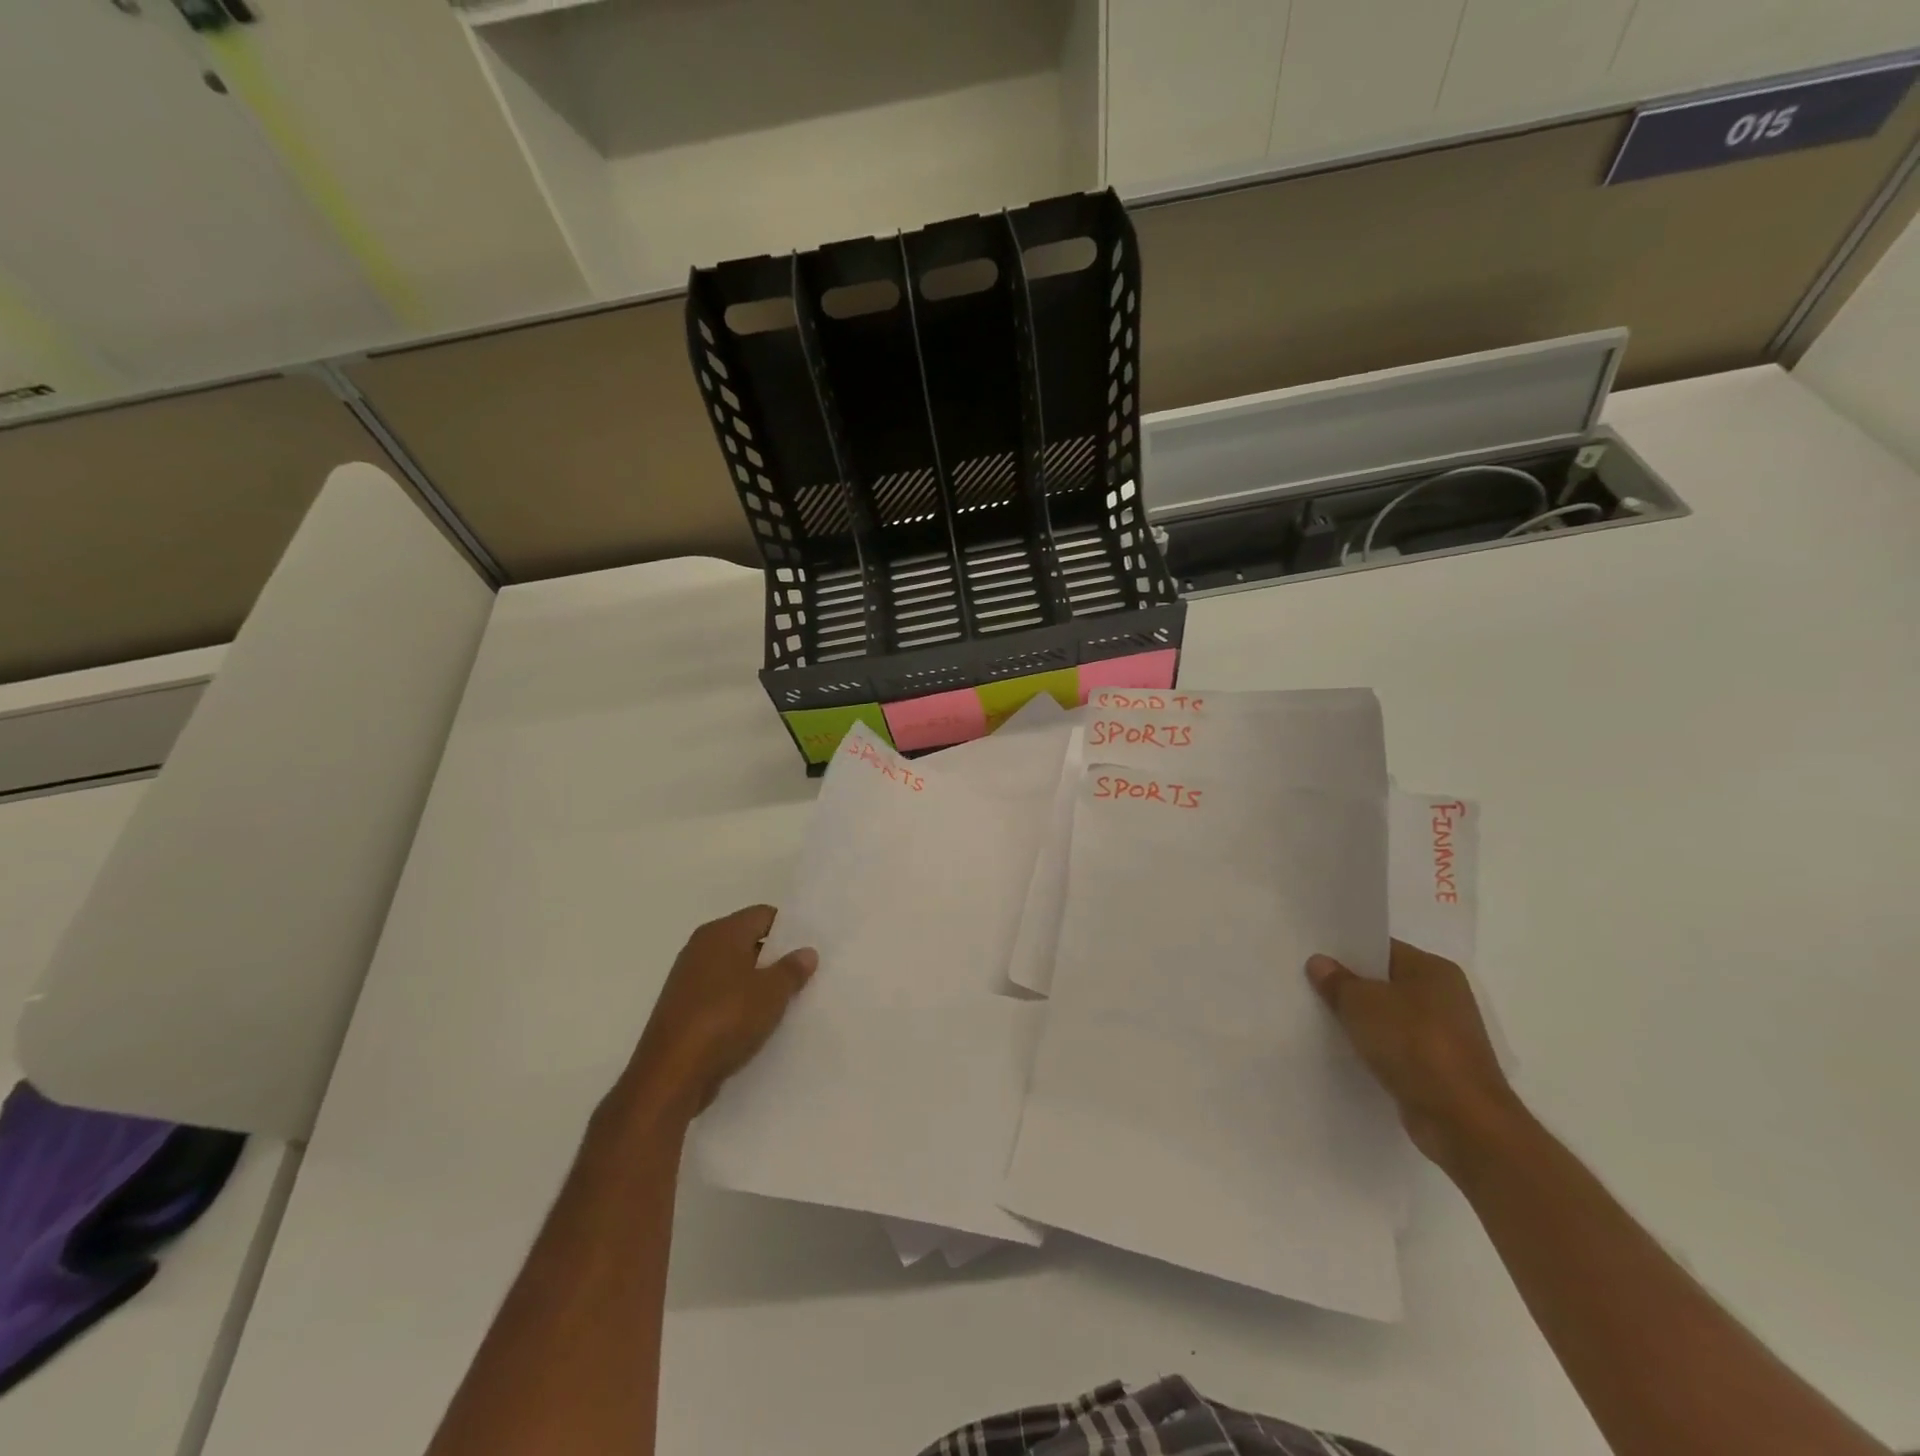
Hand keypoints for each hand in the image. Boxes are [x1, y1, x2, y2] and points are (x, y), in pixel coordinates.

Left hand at [615, 905, 816, 1122]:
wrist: (671, 1075)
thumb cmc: (725, 1019)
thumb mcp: (771, 993)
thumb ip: (792, 969)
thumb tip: (806, 951)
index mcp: (721, 932)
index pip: (763, 915)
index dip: (789, 928)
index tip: (810, 947)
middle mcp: (701, 947)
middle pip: (748, 941)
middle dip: (775, 957)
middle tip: (805, 974)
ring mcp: (688, 979)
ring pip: (734, 970)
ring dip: (757, 983)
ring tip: (786, 1001)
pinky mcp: (682, 1008)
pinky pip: (720, 995)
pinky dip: (738, 1003)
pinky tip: (757, 1023)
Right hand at [1307, 939, 1523, 1175]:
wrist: (1462, 1120)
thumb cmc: (1413, 1044)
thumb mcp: (1361, 1003)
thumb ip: (1337, 981)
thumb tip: (1319, 963)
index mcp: (1434, 970)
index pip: (1382, 949)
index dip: (1347, 951)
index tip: (1315, 957)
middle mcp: (1446, 997)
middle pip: (1386, 983)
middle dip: (1352, 986)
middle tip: (1311, 985)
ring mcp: (1446, 1035)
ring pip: (1391, 1017)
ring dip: (1363, 1021)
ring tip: (1323, 1018)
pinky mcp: (1441, 1069)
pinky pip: (1398, 1048)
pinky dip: (1377, 1049)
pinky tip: (1349, 1051)